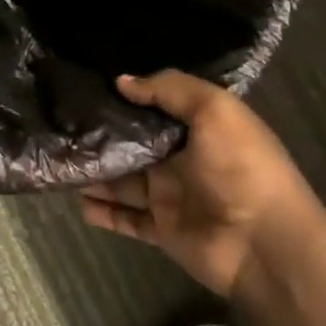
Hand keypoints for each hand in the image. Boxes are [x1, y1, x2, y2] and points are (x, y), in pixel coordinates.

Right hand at [81, 70, 325, 300]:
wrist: (265, 243)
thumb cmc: (242, 168)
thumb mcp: (215, 110)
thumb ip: (169, 89)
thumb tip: (122, 81)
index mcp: (199, 129)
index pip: (156, 109)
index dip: (126, 100)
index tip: (88, 88)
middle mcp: (183, 160)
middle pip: (133, 146)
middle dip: (102, 138)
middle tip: (61, 127)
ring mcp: (171, 197)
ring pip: (123, 182)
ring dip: (96, 174)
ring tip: (60, 163)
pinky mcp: (162, 230)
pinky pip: (125, 219)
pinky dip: (103, 212)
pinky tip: (78, 202)